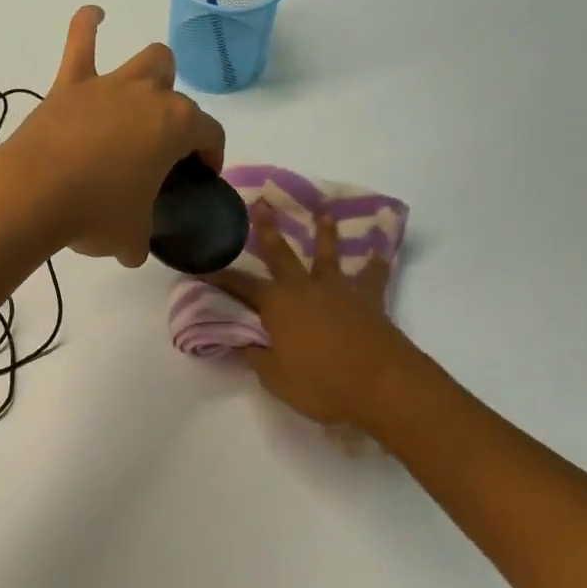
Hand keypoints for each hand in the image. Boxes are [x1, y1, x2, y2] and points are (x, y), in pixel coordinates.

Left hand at [1, 6, 224, 265]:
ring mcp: (109, 85)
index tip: (201, 174)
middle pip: (178, 94)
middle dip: (177, 114)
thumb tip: (133, 249)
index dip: (212, 154)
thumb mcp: (133, 237)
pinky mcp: (70, 84)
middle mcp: (149, 96)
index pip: (210, 133)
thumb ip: (141, 239)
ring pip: (147, 59)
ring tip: (146, 89)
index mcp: (176, 128)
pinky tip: (94, 15)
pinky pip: (81, 40)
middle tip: (161, 145)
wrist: (34, 195)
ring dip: (153, 73)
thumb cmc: (96, 215)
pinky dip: (89, 24)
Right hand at [209, 204, 415, 430]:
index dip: (221, 277)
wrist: (382, 384)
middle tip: (261, 202)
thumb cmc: (322, 384)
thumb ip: (256, 356)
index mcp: (277, 305)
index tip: (204, 264)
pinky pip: (373, 275)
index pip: (242, 286)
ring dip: (325, 231)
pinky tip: (380, 247)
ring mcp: (340, 290)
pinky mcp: (369, 299)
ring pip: (329, 254)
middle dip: (268, 229)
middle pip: (282, 254)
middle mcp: (305, 288)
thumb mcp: (276, 378)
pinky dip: (376, 261)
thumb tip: (239, 342)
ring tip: (324, 210)